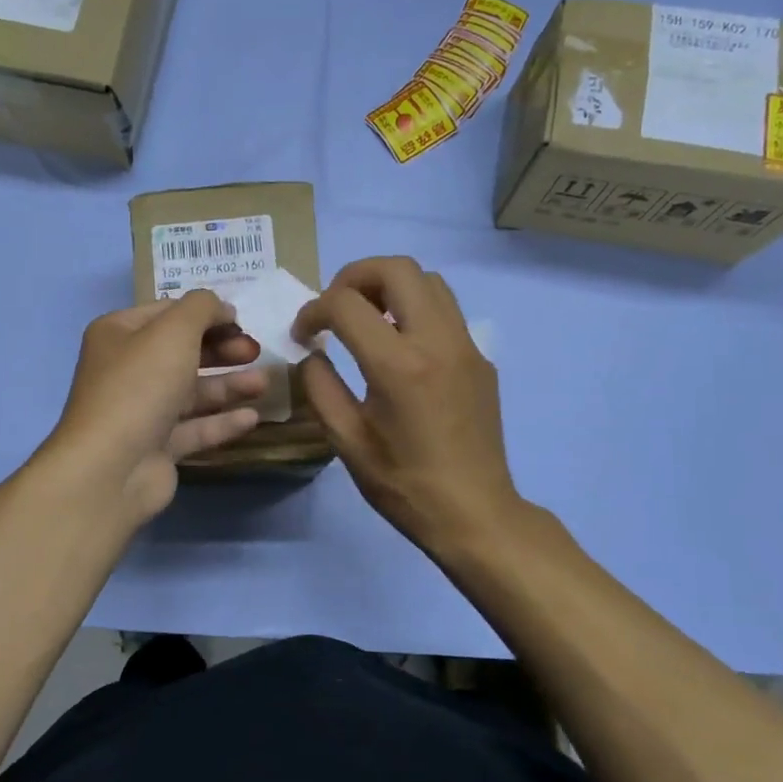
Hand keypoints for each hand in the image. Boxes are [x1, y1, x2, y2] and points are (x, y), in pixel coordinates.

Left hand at [45, 291, 267, 523]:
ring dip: (228, 385)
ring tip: (265, 384)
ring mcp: (141, 411)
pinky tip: (253, 417)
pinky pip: (194, 428)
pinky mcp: (156, 447)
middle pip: (182, 353)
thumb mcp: (174, 330)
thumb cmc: (140, 385)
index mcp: (119, 334)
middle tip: (255, 351)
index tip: (243, 321)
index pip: (168, 313)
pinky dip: (222, 422)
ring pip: (191, 392)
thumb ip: (203, 308)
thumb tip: (222, 309)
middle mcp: (126, 370)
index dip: (207, 314)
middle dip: (222, 350)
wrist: (111, 467)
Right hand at [293, 256, 522, 554]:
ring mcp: (466, 345)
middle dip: (353, 277)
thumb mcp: (346, 440)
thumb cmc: (403, 483)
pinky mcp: (480, 358)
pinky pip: (445, 309)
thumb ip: (320, 386)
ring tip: (365, 319)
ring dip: (388, 286)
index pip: (345, 304)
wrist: (474, 512)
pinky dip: (413, 307)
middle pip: (396, 268)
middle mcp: (437, 341)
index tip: (302, 334)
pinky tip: (398, 345)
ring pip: (428, 280)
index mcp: (398, 365)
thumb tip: (313, 353)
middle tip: (334, 307)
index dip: (313, 311)